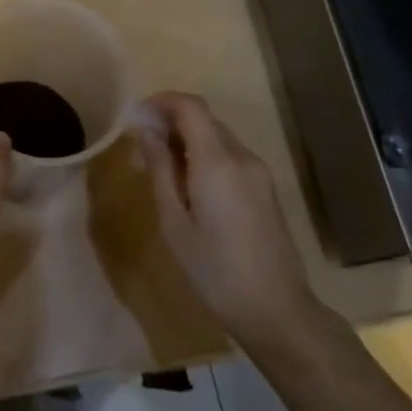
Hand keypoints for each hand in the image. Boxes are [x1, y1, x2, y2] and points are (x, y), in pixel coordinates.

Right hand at [134, 91, 327, 347]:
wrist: (276, 309)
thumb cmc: (214, 270)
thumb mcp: (174, 223)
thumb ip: (160, 171)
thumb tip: (146, 133)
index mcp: (217, 162)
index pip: (190, 106)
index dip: (161, 101)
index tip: (135, 116)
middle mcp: (242, 157)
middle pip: (205, 118)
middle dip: (171, 120)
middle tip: (141, 144)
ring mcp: (259, 172)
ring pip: (218, 137)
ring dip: (188, 138)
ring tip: (160, 166)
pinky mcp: (266, 188)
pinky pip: (230, 156)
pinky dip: (205, 155)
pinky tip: (189, 184)